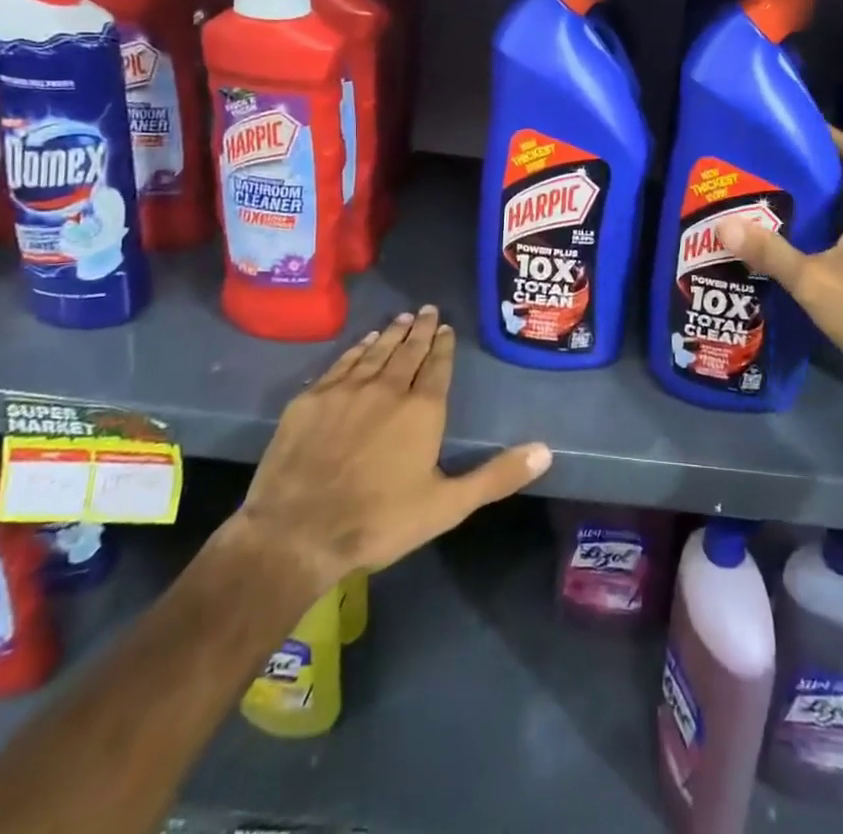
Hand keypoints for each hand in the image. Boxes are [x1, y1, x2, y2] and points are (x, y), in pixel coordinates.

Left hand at [220, 307, 551, 624]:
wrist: (296, 532)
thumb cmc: (379, 521)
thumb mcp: (447, 506)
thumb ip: (496, 476)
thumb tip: (546, 450)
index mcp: (422, 409)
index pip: (437, 366)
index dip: (443, 345)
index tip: (445, 327)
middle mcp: (387, 388)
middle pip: (407, 350)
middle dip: (420, 329)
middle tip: (427, 309)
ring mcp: (346, 390)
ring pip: (375, 351)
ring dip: (390, 333)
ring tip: (400, 318)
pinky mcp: (311, 399)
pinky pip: (341, 363)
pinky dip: (356, 349)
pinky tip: (361, 343)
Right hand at [718, 127, 842, 407]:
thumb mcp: (812, 279)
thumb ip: (769, 252)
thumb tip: (723, 225)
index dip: (832, 137)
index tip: (798, 128)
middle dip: (821, 168)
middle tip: (779, 164)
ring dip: (829, 200)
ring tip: (785, 197)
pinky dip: (837, 227)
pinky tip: (806, 241)